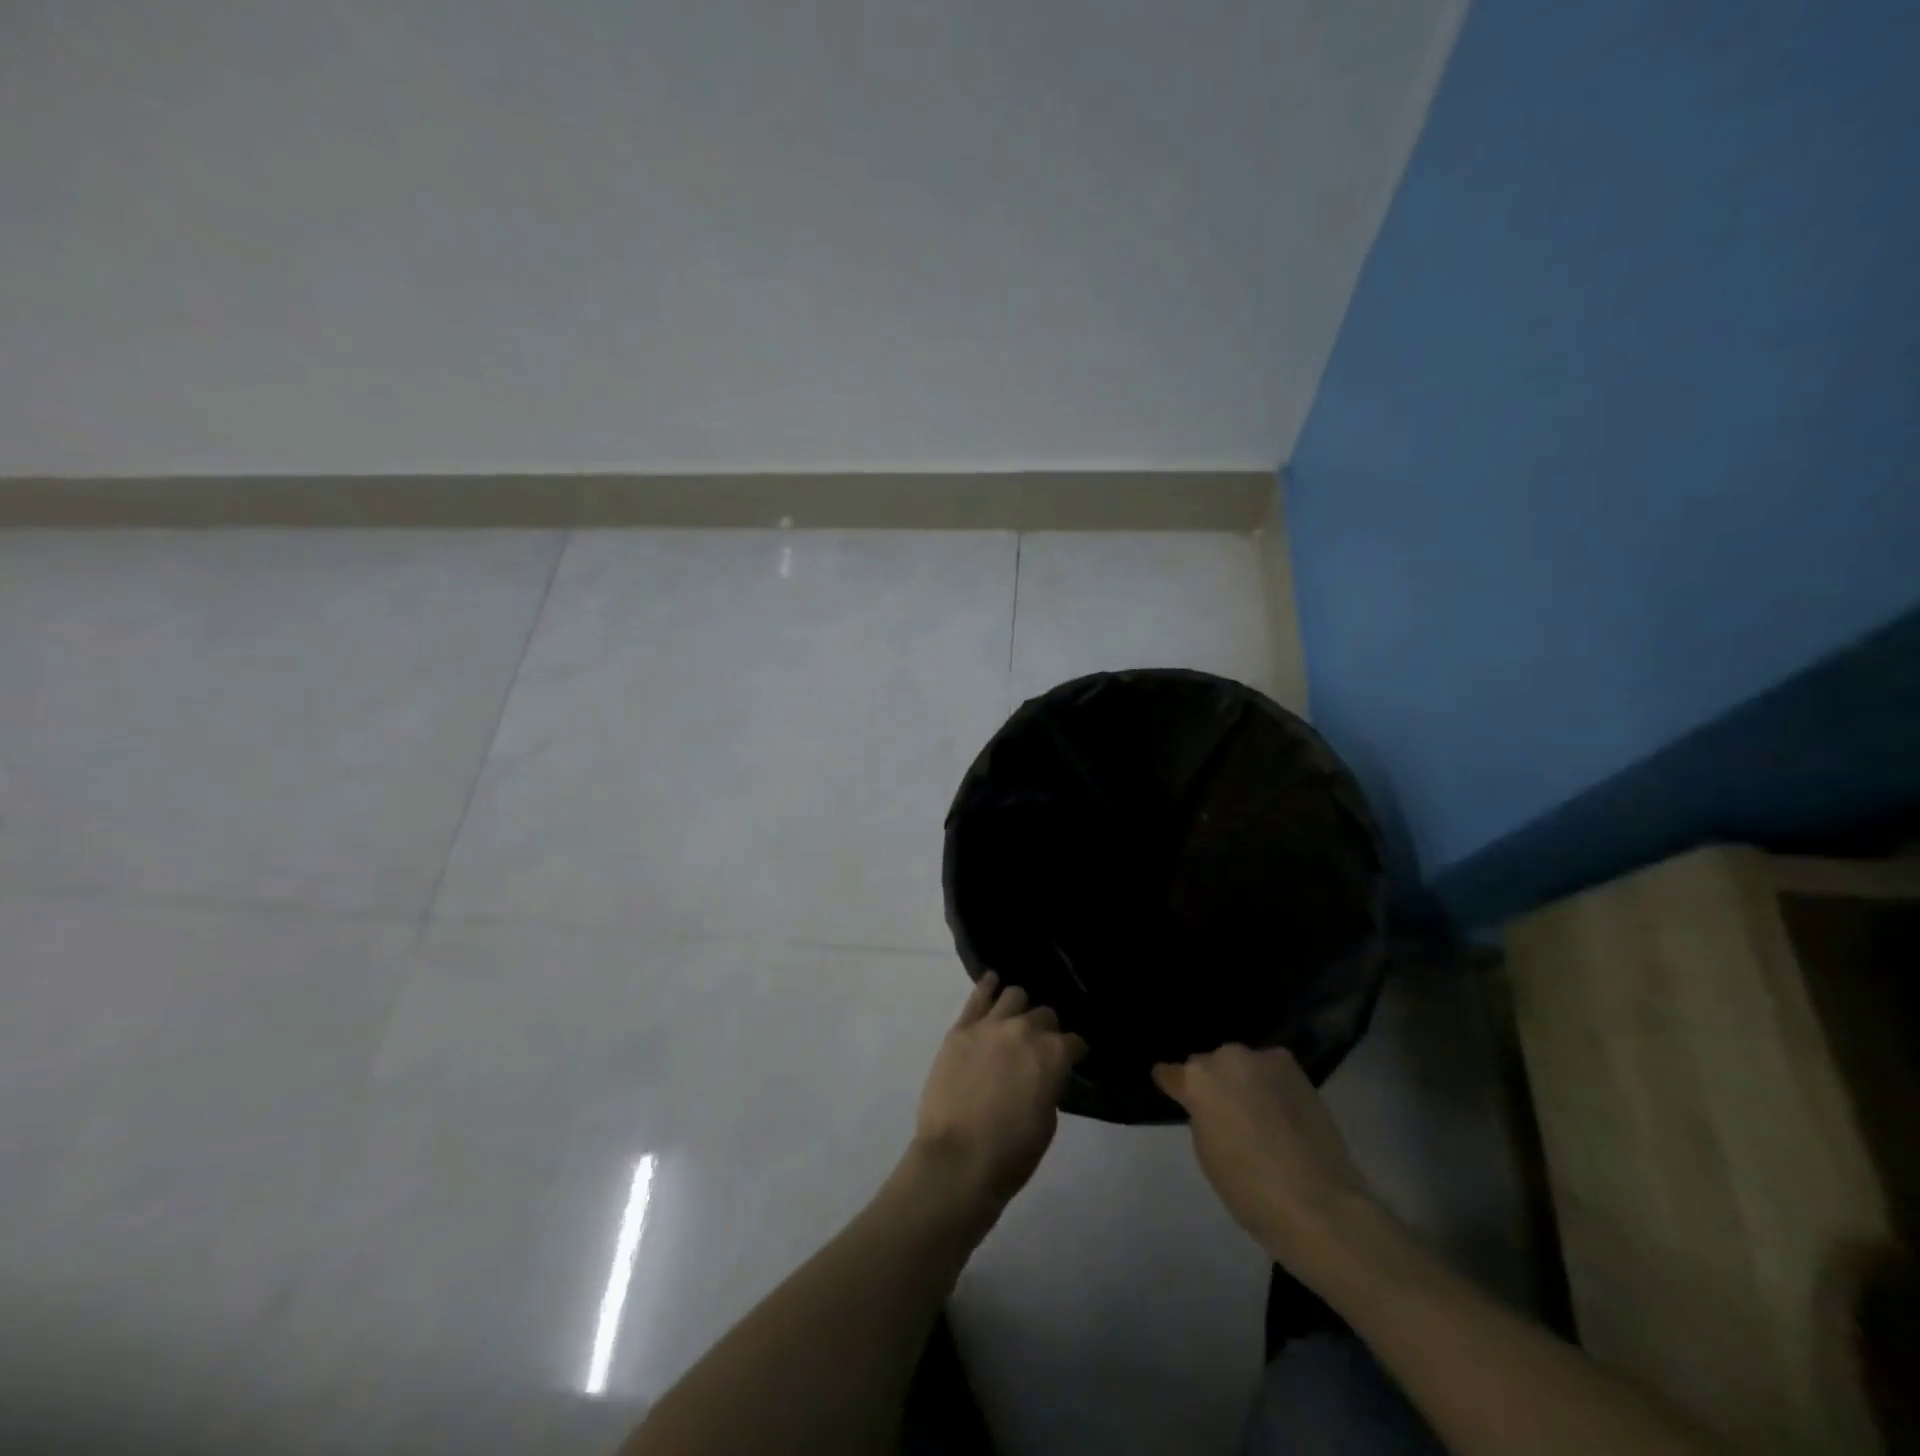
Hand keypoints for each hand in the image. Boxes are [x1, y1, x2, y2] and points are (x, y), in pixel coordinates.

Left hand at [910, 974, 1086, 1213]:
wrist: (957, 1160)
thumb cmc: (1010, 1153)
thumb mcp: (1047, 1123)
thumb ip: (1049, 1086)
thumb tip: (1043, 1073)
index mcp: (1053, 1054)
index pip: (1074, 1041)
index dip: (1075, 1051)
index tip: (1073, 1058)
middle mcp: (1025, 1029)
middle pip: (1044, 1015)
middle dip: (1047, 1029)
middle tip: (1040, 1045)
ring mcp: (990, 1025)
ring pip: (1014, 995)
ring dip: (1020, 1007)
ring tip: (1016, 1018)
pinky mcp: (961, 1028)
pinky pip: (978, 996)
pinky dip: (988, 986)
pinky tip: (993, 982)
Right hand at [1154, 1044, 1378, 1272]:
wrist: (1321, 1205)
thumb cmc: (1251, 1191)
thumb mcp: (1208, 1154)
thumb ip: (1202, 1117)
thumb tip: (1209, 1106)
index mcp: (1198, 1079)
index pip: (1171, 1073)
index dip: (1172, 1085)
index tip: (1172, 1091)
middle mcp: (1227, 1057)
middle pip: (1209, 1065)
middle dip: (1213, 1083)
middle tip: (1223, 1112)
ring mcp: (1264, 1059)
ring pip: (1242, 1066)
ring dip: (1243, 1082)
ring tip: (1255, 1112)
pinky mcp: (1296, 1070)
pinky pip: (1271, 1073)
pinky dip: (1270, 1086)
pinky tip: (1279, 1112)